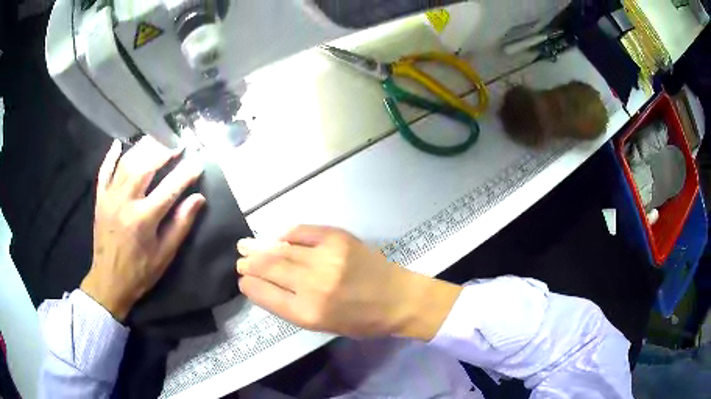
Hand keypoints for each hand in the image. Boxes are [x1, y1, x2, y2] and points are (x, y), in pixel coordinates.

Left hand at [81, 138, 205, 321]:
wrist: (109, 281)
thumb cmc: (140, 271)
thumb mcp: (165, 254)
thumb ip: (181, 225)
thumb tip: (198, 199)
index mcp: (144, 219)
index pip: (170, 188)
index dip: (186, 173)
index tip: (199, 163)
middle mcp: (126, 202)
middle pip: (146, 166)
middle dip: (164, 151)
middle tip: (177, 145)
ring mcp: (110, 198)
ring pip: (126, 163)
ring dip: (143, 148)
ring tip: (157, 140)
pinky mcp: (100, 199)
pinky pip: (104, 171)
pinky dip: (111, 155)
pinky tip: (119, 144)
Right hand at [237, 226, 461, 339]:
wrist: (398, 298)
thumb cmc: (361, 320)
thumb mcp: (323, 326)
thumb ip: (292, 307)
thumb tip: (265, 285)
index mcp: (309, 313)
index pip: (266, 294)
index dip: (250, 285)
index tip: (242, 279)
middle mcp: (314, 285)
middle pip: (270, 268)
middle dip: (250, 263)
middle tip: (240, 259)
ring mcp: (326, 258)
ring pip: (282, 249)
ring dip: (260, 246)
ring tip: (246, 244)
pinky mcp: (338, 238)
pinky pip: (302, 231)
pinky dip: (287, 234)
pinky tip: (278, 237)